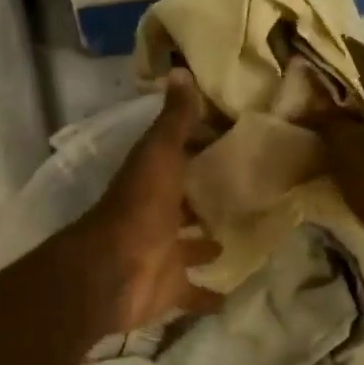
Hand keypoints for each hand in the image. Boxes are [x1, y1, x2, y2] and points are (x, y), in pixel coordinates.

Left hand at [72, 72, 222, 333]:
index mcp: (154, 181)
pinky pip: (195, 292)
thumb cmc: (140, 209)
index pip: (180, 157)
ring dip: (209, 244)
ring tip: (246, 236)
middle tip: (250, 192)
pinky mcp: (170, 288)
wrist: (113, 272)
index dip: (203, 147)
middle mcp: (158, 215)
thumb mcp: (159, 155)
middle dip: (208, 199)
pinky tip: (235, 293)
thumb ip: (173, 120)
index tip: (237, 140)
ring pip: (192, 247)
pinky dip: (211, 295)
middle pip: (186, 204)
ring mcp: (163, 253)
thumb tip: (180, 69)